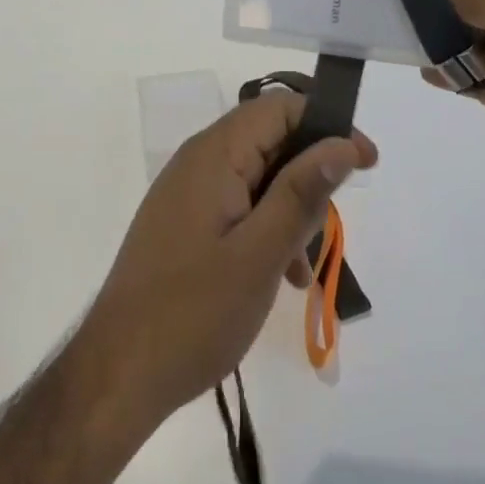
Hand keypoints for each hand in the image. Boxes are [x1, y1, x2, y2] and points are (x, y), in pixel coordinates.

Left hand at [77, 92, 376, 432]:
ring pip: (258, 178)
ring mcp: (188, 192)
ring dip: (291, 210)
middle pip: (270, 142)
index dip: (327, 126)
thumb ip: (302, 193)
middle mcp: (198, 161)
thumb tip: (342, 142)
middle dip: (309, 177)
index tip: (365, 162)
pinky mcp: (184, 222)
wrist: (118, 375)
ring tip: (303, 267)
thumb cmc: (194, 313)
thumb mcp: (261, 254)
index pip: (280, 109)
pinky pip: (238, 206)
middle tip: (330, 228)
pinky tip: (280, 276)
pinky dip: (266, 228)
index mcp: (214, 155)